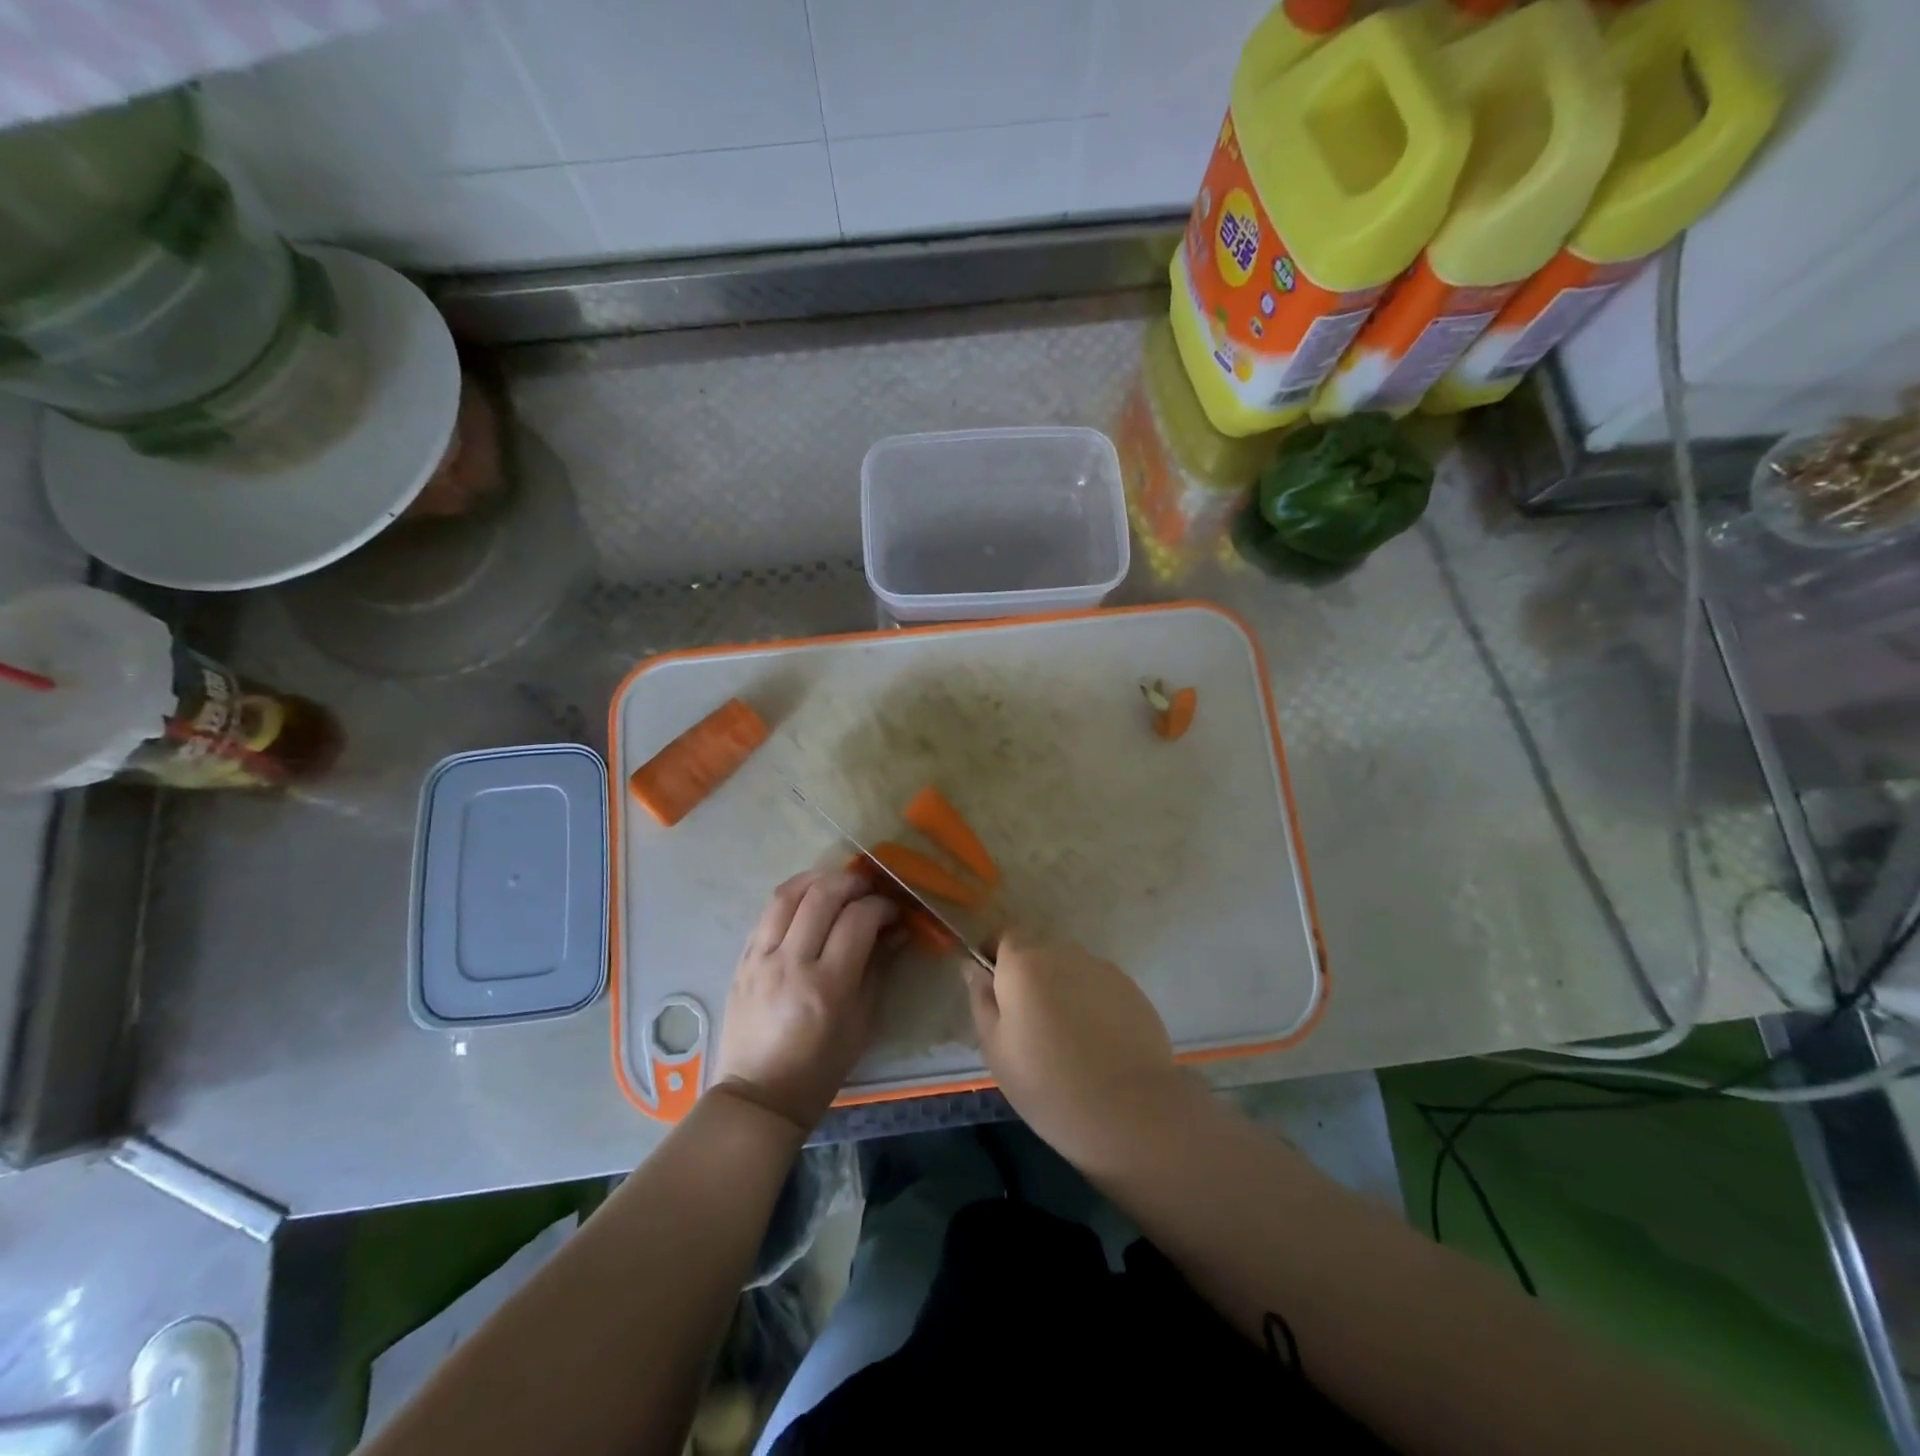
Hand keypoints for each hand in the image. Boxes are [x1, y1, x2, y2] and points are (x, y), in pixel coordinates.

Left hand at [715, 868, 898, 1133]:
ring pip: (788, 894)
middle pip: (822, 896)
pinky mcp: (742, 959)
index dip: (881, 906)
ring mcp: (761, 958)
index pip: (858, 920)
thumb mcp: (861, 1023)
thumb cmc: (820, 1068)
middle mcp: (791, 963)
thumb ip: (878, 969)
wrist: (758, 1096)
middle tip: (869, 888)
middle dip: (852, 882)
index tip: (893, 911)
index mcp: (827, 985)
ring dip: (818, 878)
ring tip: (837, 883)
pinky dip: (792, 897)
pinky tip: (808, 900)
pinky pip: (767, 913)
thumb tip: (896, 930)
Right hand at [963, 928, 1184, 1166]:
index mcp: (1024, 963)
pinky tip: (1097, 1043)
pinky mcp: (1132, 989)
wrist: (1129, 1111)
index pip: (1003, 936)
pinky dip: (1092, 1004)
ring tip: (1067, 1037)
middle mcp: (1063, 953)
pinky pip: (1099, 987)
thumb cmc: (1047, 1084)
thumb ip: (981, 999)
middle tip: (1029, 1024)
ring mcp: (1102, 969)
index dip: (996, 956)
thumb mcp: (995, 1049)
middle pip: (1039, 953)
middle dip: (1030, 978)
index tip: (994, 988)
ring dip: (1062, 989)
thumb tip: (973, 968)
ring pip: (1071, 970)